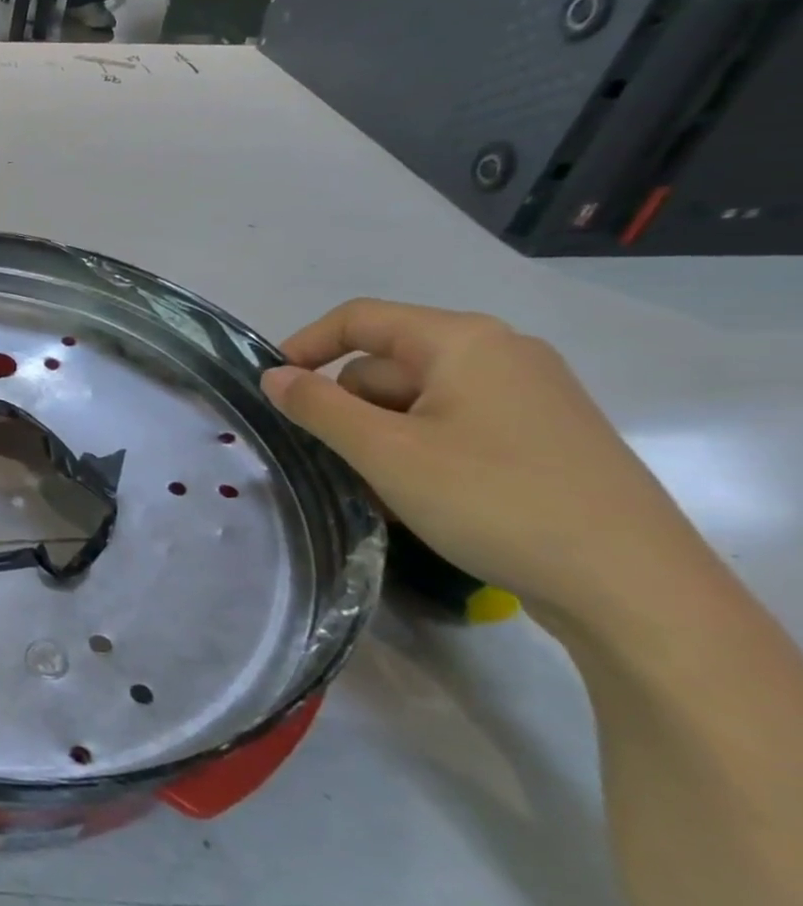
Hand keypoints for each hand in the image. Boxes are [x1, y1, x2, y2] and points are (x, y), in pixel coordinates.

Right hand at [261, 299, 719, 626]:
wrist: (633, 587)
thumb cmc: (494, 500)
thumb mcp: (386, 452)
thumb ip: (318, 407)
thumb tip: (273, 375)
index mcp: (463, 341)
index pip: (360, 319)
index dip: (305, 346)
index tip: (271, 390)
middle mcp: (500, 354)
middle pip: (388, 363)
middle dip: (348, 407)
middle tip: (328, 459)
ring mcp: (528, 396)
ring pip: (417, 401)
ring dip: (379, 436)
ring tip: (372, 489)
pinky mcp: (542, 438)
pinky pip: (453, 427)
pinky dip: (418, 451)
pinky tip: (414, 498)